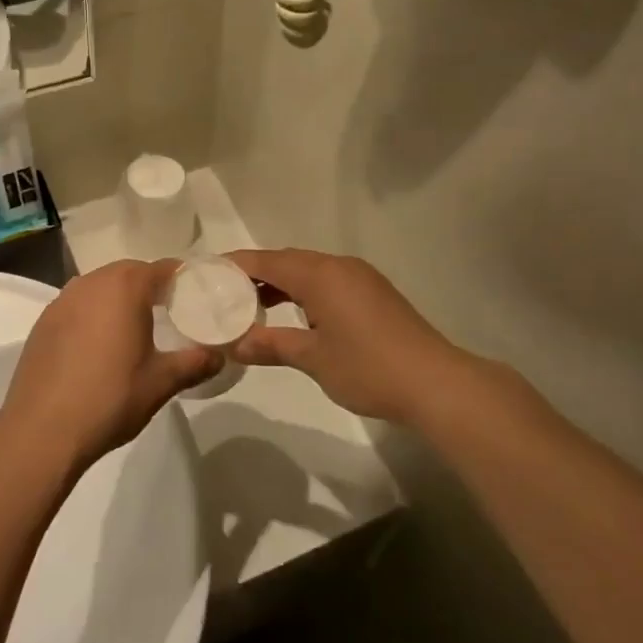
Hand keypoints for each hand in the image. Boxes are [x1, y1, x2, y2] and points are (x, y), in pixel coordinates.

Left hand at [0, 261, 220, 473]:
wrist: (41, 430)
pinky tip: (100, 345)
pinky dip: (94, 314)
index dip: (183, 279)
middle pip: (130, 272)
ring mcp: (62, 300)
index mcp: (124, 287)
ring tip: (136, 329)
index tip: (198, 297)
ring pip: (101, 287)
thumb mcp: (161, 383)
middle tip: (171, 313)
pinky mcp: (43, 322)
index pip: (163, 269)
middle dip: (151, 287)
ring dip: (120, 299)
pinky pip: (78, 305)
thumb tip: (219, 356)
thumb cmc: (110, 399)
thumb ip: (194, 363)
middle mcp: (92, 282)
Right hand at [226, 249, 509, 425]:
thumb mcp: (313, 358)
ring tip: (253, 305)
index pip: (268, 260)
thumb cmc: (368, 367)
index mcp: (320, 274)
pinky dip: (304, 292)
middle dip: (256, 274)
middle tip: (225, 292)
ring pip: (309, 271)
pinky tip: (297, 316)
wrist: (435, 382)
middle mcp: (339, 266)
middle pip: (288, 261)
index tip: (208, 271)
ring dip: (282, 284)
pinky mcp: (374, 294)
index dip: (237, 264)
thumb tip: (235, 344)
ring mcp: (361, 278)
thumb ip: (272, 345)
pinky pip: (328, 282)